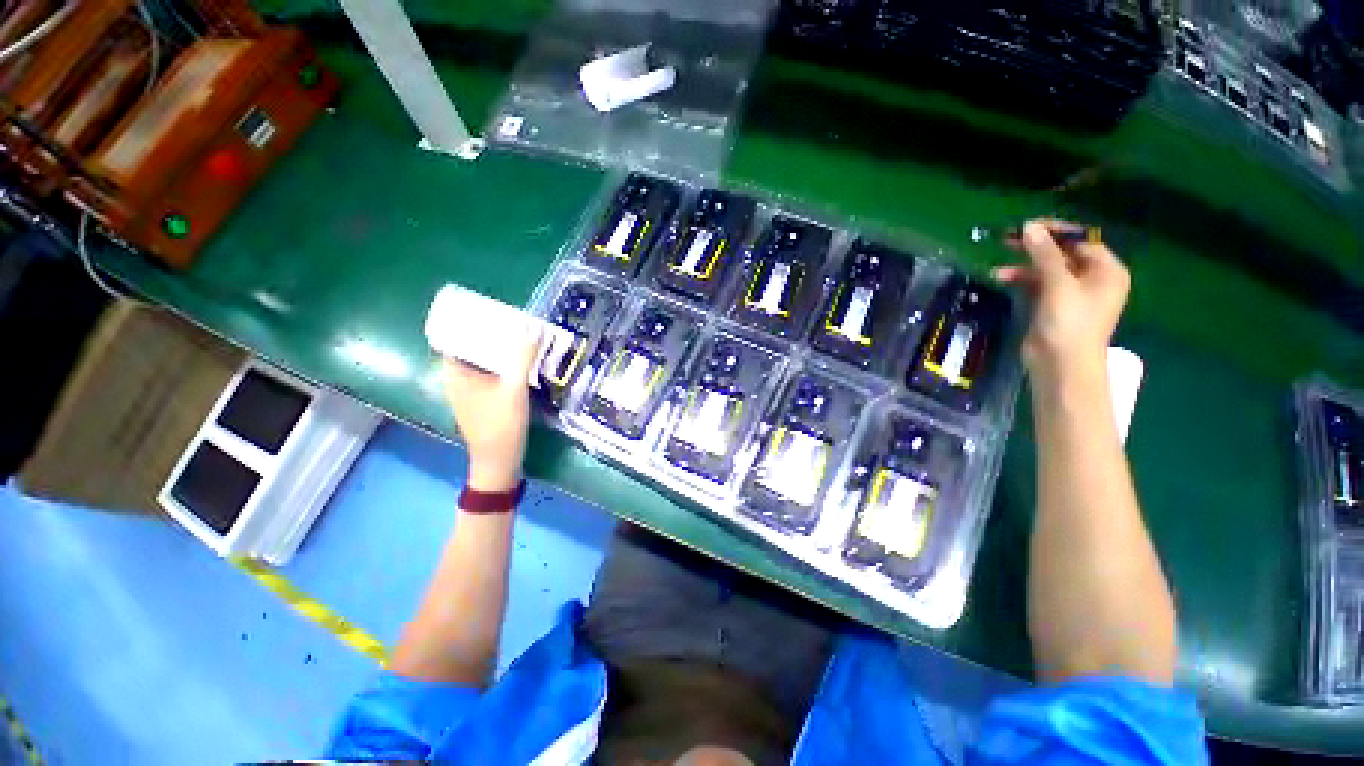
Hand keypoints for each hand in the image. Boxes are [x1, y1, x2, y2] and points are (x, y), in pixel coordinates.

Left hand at [441, 327, 543, 492]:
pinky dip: (502, 365)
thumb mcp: (514, 388)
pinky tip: (520, 362)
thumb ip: (523, 358)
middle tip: (512, 321)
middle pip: (469, 348)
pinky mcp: (481, 400)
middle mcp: (457, 379)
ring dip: (497, 350)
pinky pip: (489, 374)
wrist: (499, 460)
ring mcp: (468, 391)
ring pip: (480, 362)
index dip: (467, 322)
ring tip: (519, 336)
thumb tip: (533, 329)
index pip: (452, 337)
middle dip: (489, 334)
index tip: (488, 310)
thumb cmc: (501, 423)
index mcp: (454, 372)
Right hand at [993, 219, 1129, 378]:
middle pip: (1063, 253)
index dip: (1054, 231)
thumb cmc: (1069, 322)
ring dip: (1024, 265)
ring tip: (999, 263)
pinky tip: (1001, 278)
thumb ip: (1044, 255)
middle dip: (1036, 246)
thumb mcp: (1058, 284)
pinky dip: (1022, 280)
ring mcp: (1073, 293)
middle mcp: (1093, 278)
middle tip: (1008, 239)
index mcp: (1106, 270)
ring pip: (1047, 269)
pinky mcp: (1054, 306)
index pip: (1080, 240)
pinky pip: (1038, 285)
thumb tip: (1029, 227)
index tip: (1027, 226)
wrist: (1061, 364)